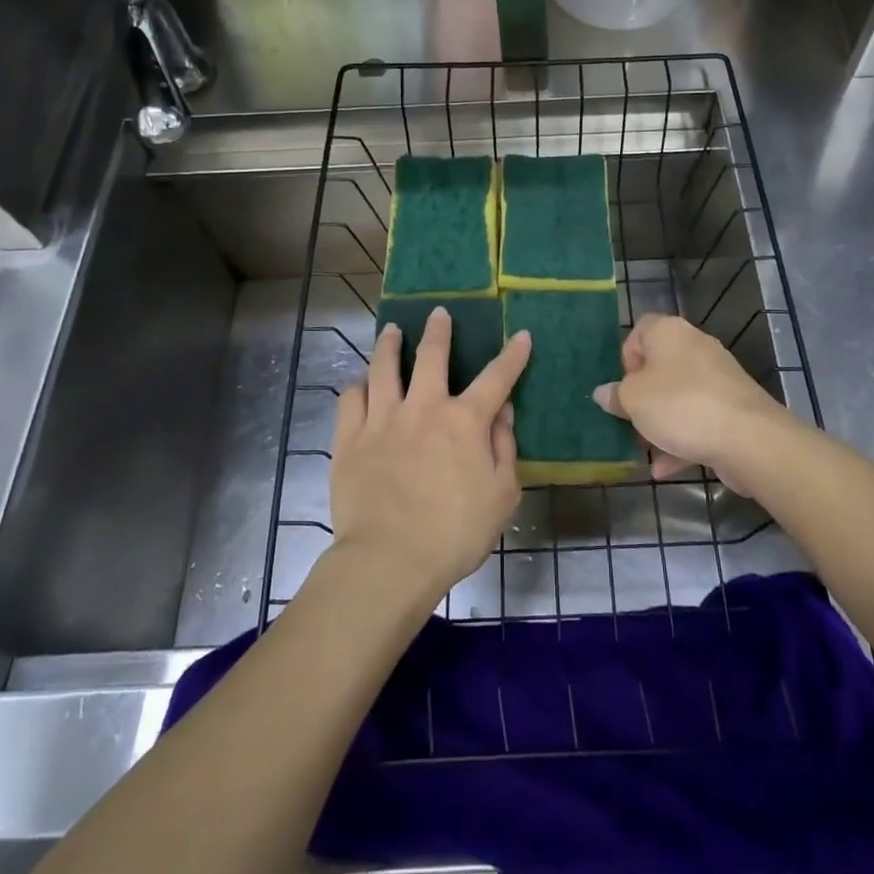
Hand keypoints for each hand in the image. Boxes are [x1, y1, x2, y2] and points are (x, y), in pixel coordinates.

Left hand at [329, 307, 529, 603]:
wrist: (389, 560)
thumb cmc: (454, 533)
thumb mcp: (502, 495)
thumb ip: (504, 447)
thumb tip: (504, 411)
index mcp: (465, 421)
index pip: (497, 377)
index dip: (513, 355)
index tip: (523, 335)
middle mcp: (424, 408)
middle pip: (431, 356)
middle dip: (439, 331)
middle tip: (439, 312)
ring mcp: (382, 420)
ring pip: (384, 367)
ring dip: (389, 344)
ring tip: (391, 330)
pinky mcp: (349, 439)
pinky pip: (351, 399)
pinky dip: (358, 386)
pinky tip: (361, 382)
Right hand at [593, 313, 787, 493]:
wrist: (748, 438)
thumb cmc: (680, 406)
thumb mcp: (633, 400)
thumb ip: (615, 395)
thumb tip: (604, 392)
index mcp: (669, 332)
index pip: (641, 329)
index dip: (626, 356)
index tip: (621, 386)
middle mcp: (696, 347)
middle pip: (660, 366)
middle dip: (642, 396)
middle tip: (628, 420)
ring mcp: (718, 379)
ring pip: (678, 397)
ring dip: (659, 422)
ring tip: (643, 450)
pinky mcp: (732, 409)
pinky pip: (698, 420)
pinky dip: (681, 441)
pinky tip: (664, 469)